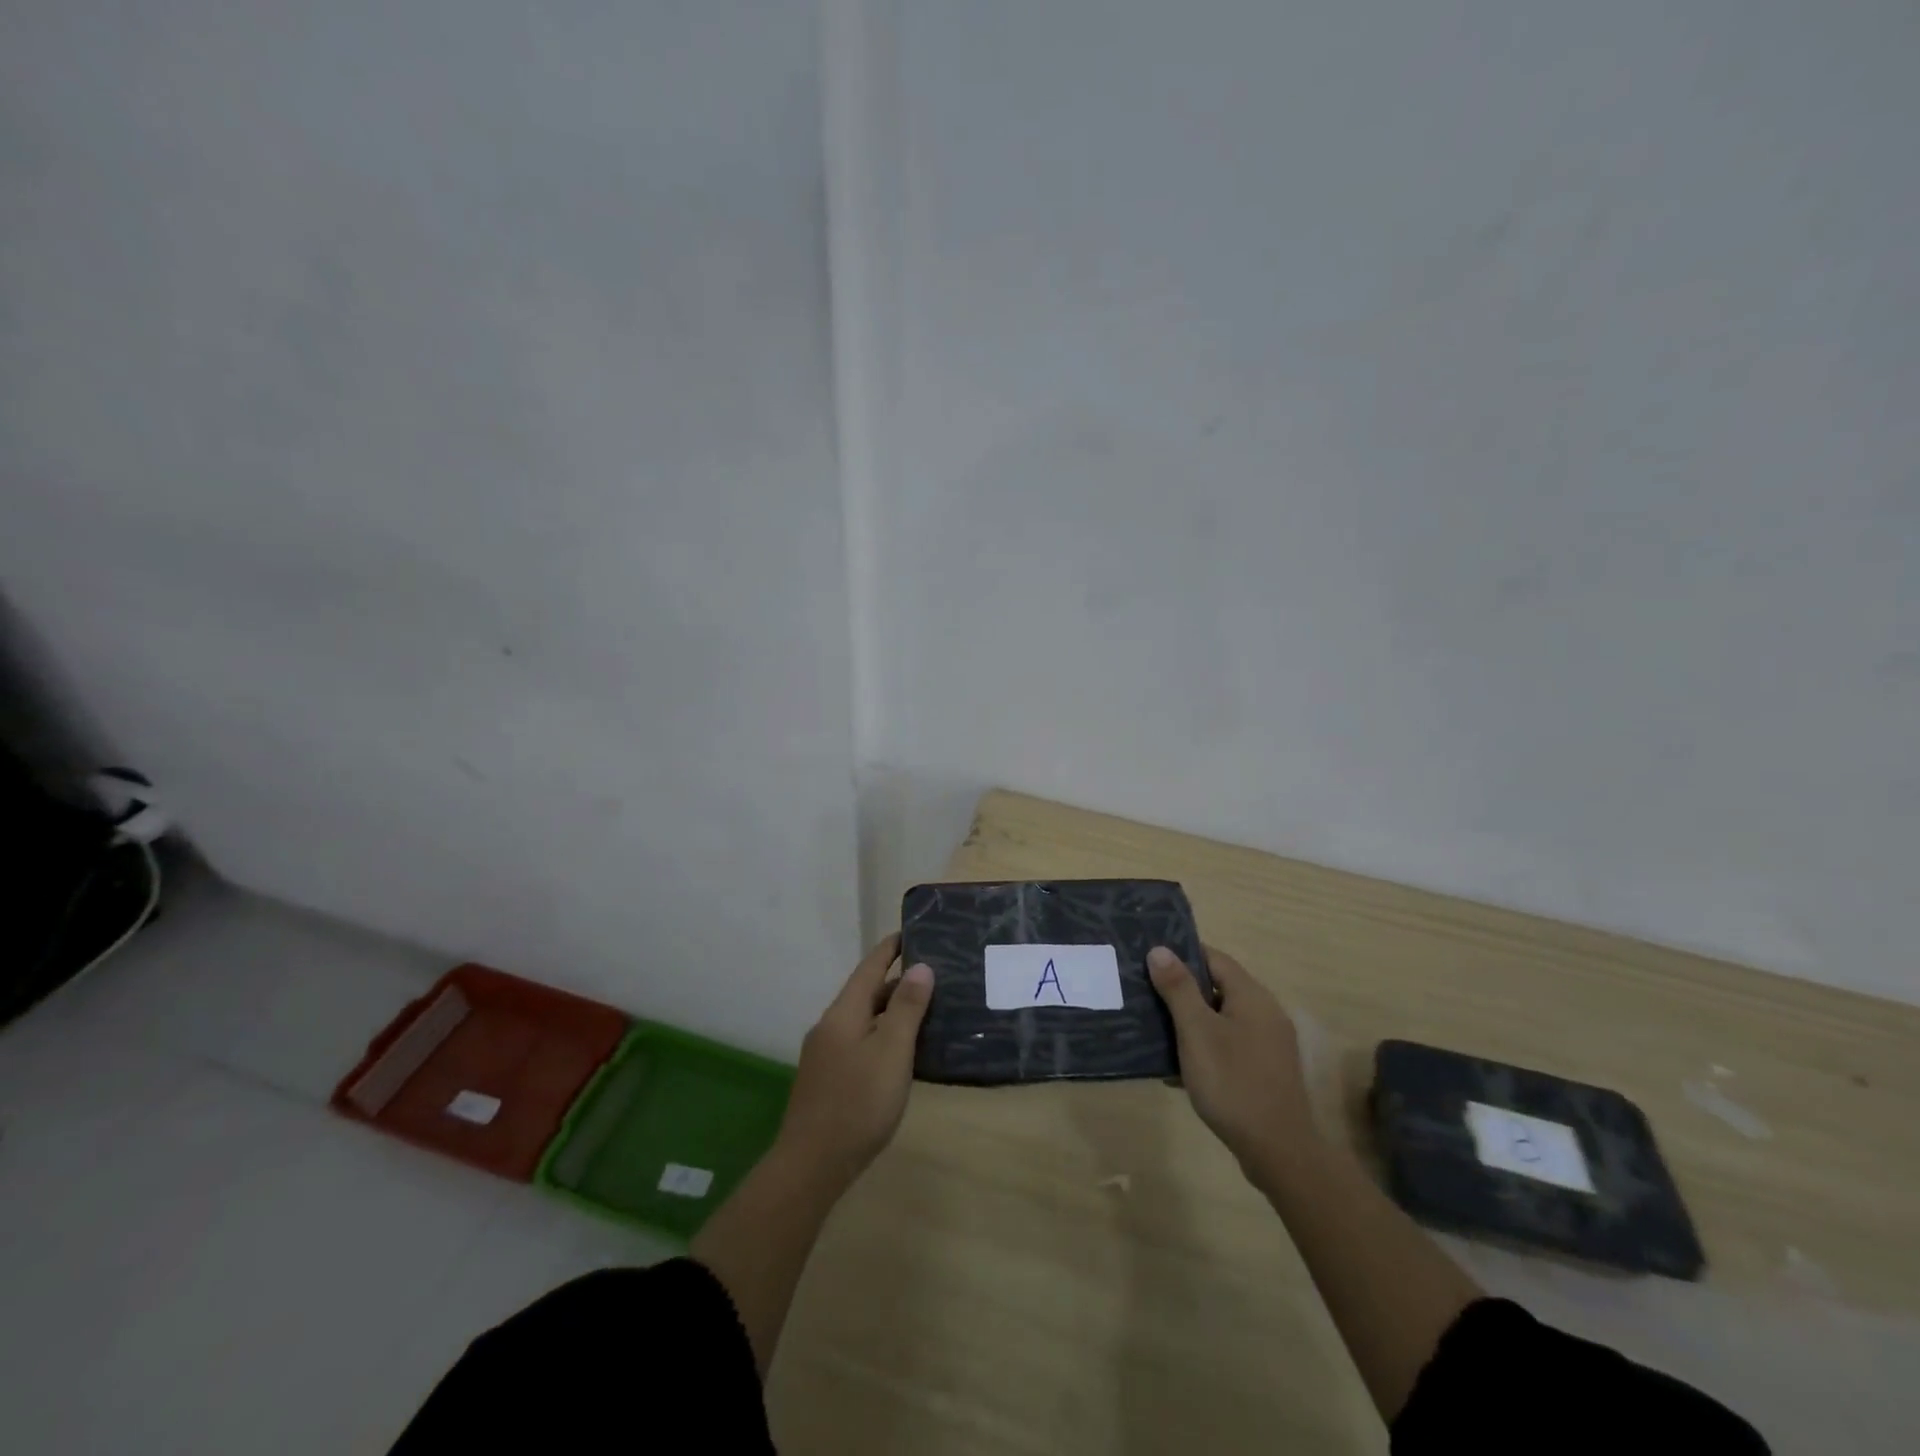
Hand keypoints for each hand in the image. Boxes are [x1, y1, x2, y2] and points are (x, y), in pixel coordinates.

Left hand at [777, 933, 933, 1181]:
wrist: (811, 1166)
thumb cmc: (858, 1103)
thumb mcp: (891, 1051)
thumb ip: (906, 1008)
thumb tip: (920, 966)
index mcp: (843, 1013)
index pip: (869, 968)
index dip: (890, 949)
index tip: (911, 932)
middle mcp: (830, 1027)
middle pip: (865, 994)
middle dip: (896, 982)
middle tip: (933, 976)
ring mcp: (825, 1056)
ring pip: (863, 1021)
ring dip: (890, 1012)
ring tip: (925, 1011)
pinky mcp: (827, 1081)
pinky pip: (859, 1044)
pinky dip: (882, 1036)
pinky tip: (901, 1054)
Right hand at [1149, 944, 1315, 1175]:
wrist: (1278, 1151)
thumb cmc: (1232, 1082)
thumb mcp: (1196, 1031)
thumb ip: (1178, 988)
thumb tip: (1160, 949)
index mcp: (1251, 995)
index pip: (1214, 957)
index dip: (1182, 954)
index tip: (1149, 960)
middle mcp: (1265, 1012)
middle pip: (1217, 987)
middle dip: (1182, 990)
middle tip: (1145, 995)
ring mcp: (1269, 1043)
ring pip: (1221, 1018)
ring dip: (1190, 1022)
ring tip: (1155, 1030)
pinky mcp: (1266, 1070)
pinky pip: (1229, 1044)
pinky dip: (1205, 1047)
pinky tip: (1179, 1068)